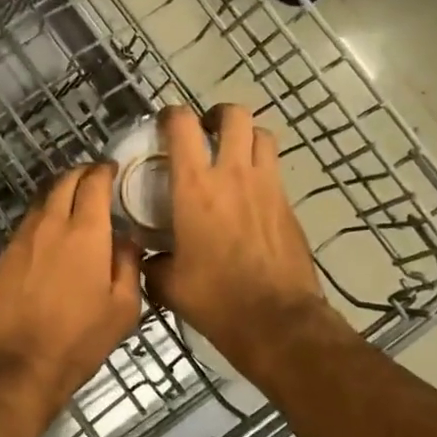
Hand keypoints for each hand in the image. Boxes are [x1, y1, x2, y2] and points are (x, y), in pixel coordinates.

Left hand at [0, 164, 142, 418]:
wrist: (17, 364)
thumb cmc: (79, 339)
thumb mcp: (123, 308)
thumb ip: (128, 265)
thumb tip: (125, 241)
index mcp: (85, 232)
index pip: (94, 183)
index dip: (104, 171)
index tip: (112, 169)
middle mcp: (51, 225)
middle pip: (64, 182)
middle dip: (81, 174)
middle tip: (95, 179)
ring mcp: (23, 238)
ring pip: (43, 201)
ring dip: (60, 194)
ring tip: (74, 204)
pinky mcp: (5, 255)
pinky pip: (28, 224)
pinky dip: (44, 217)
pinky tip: (51, 234)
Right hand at [143, 105, 349, 380]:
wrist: (277, 321)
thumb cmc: (215, 298)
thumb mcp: (167, 283)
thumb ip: (152, 261)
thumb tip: (148, 257)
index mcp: (195, 187)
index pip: (182, 126)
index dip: (171, 115)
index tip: (163, 124)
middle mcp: (233, 175)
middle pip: (234, 116)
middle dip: (217, 115)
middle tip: (205, 132)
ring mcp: (267, 187)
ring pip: (262, 135)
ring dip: (244, 136)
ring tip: (231, 154)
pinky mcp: (289, 206)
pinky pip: (274, 170)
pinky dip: (260, 169)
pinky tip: (248, 195)